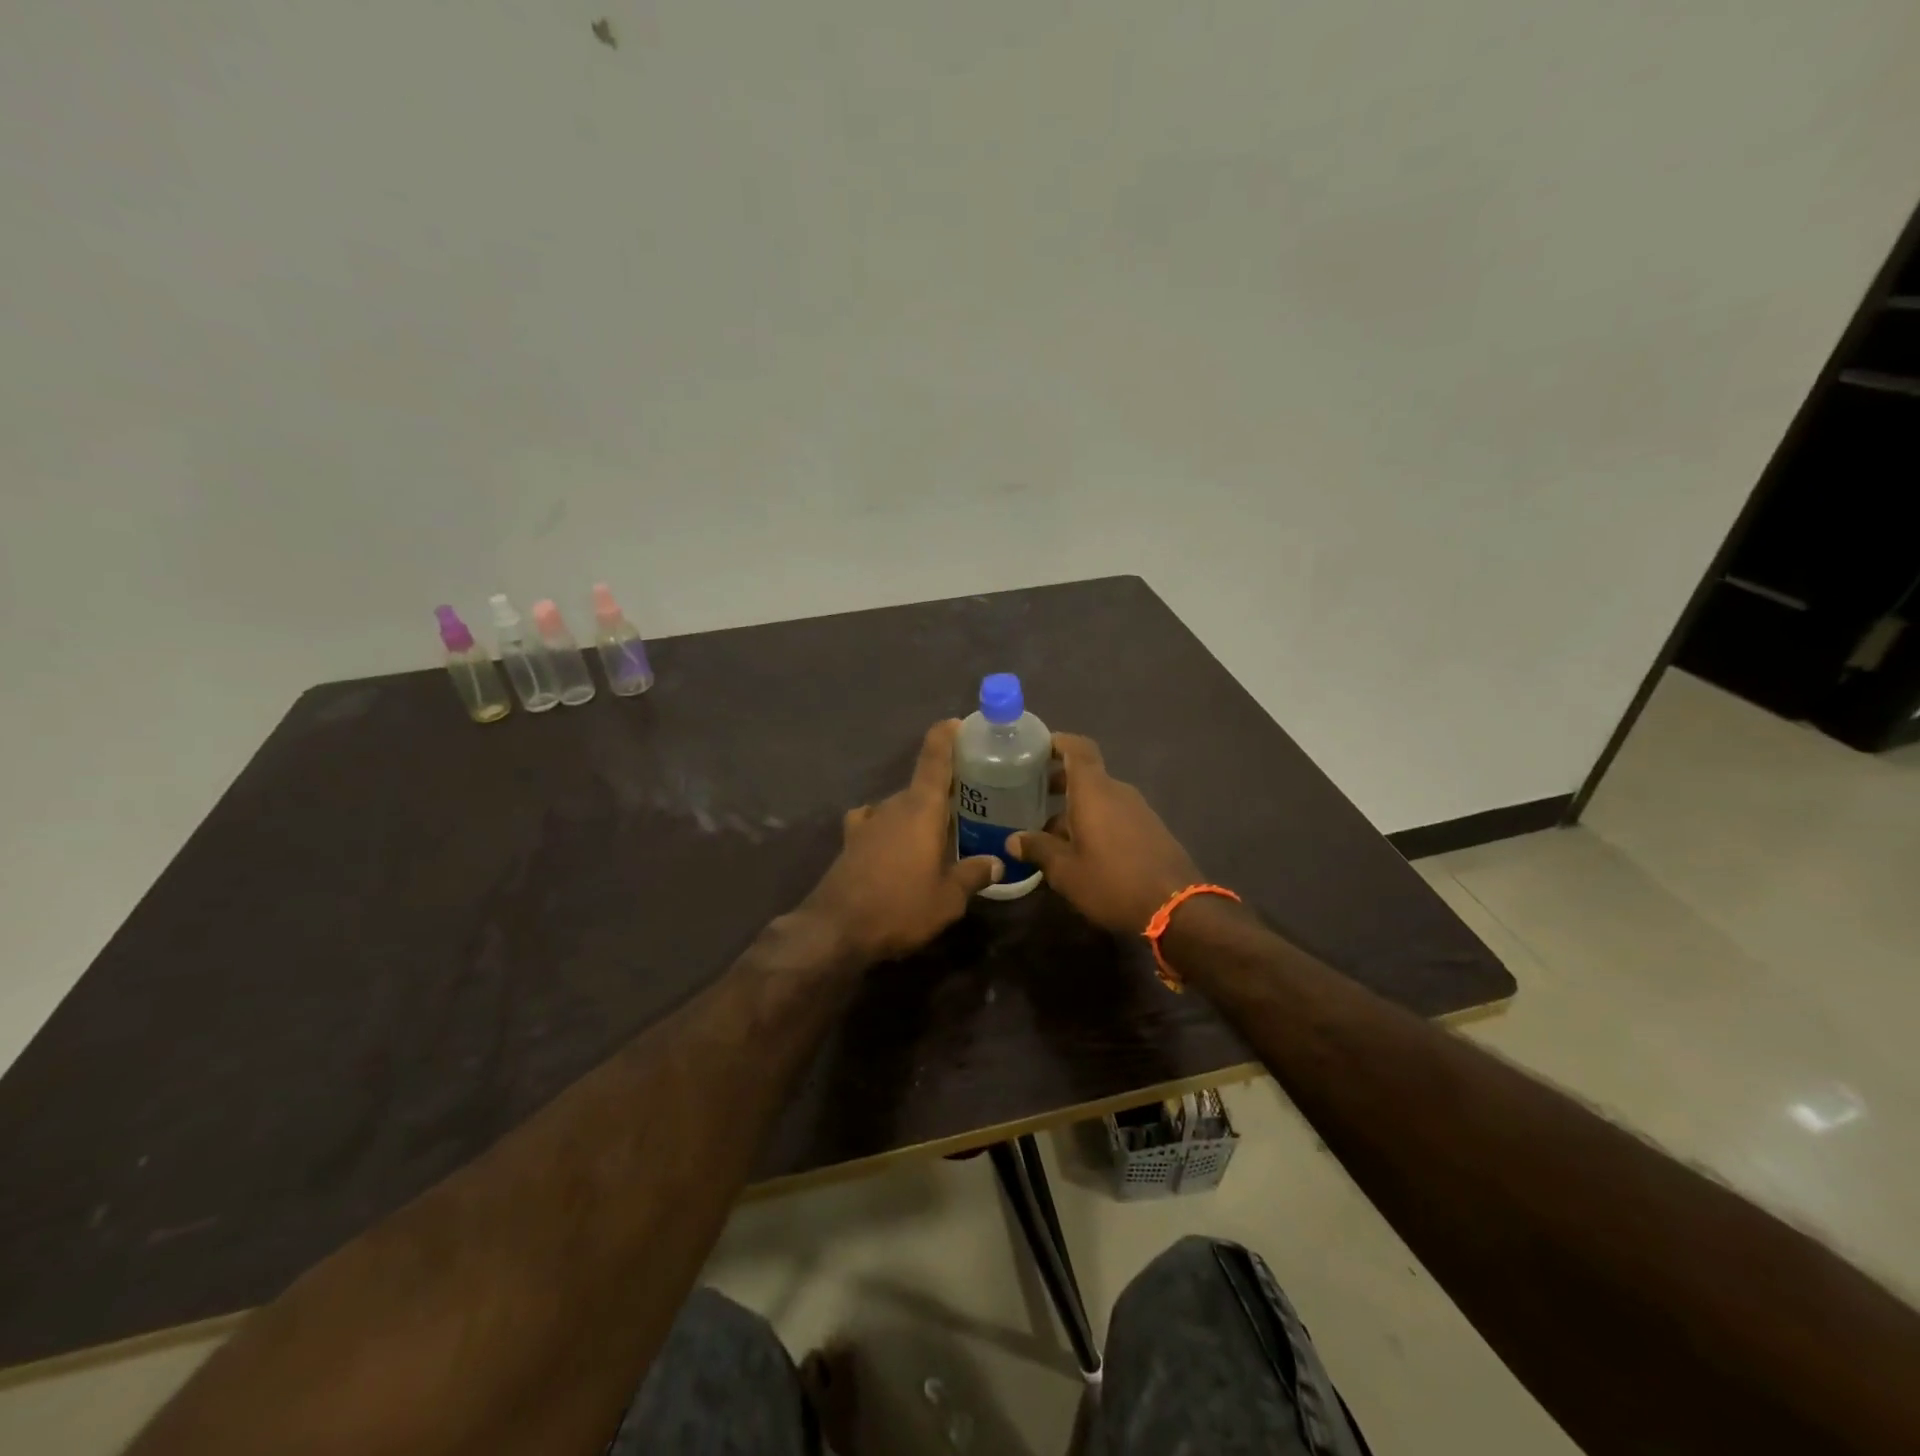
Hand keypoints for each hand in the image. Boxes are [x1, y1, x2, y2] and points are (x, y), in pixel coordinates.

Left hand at [801, 720, 1003, 961]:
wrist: (835, 929)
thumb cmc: (900, 907)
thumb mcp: (948, 899)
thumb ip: (973, 875)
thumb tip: (996, 862)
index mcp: (921, 809)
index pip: (934, 759)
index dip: (946, 736)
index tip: (958, 723)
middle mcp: (893, 806)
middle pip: (922, 786)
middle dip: (945, 790)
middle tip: (971, 802)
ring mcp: (868, 821)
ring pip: (901, 806)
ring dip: (919, 813)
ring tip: (939, 831)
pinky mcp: (851, 840)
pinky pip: (877, 822)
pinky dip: (891, 827)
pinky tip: (896, 844)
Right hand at [1007, 733, 1202, 934]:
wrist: (1177, 908)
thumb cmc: (1112, 881)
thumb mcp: (1065, 871)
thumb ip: (1038, 849)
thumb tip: (1012, 840)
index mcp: (1094, 791)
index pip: (1078, 748)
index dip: (1057, 742)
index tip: (1036, 749)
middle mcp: (1117, 792)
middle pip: (1085, 776)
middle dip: (1058, 783)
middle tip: (1030, 798)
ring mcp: (1138, 810)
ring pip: (1099, 799)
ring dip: (1074, 809)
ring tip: (1048, 834)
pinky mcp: (1150, 830)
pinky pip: (1114, 815)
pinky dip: (1094, 822)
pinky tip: (1079, 851)